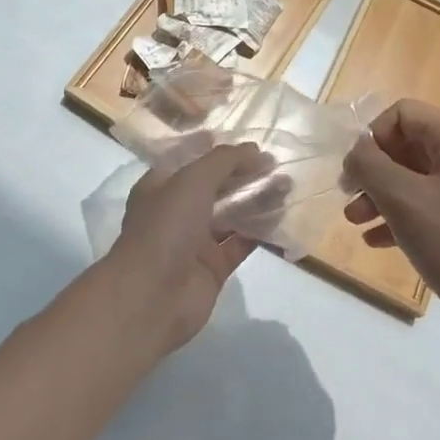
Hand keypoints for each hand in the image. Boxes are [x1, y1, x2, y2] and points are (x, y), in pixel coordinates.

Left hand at [102, 142, 272, 354]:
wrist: (152, 297)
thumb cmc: (166, 227)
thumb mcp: (192, 180)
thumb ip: (225, 161)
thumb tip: (256, 151)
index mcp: (161, 185)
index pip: (191, 158)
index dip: (218, 148)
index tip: (248, 141)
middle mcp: (177, 210)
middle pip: (215, 185)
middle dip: (244, 173)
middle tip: (277, 163)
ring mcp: (195, 240)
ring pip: (231, 213)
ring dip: (257, 199)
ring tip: (287, 184)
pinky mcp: (214, 267)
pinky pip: (241, 242)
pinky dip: (260, 230)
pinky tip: (283, 216)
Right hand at [342, 100, 439, 349]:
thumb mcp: (404, 201)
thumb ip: (370, 166)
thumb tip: (357, 151)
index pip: (403, 113)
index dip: (373, 136)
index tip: (355, 172)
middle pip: (408, 145)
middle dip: (373, 171)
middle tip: (348, 198)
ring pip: (416, 178)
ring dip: (382, 195)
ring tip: (355, 222)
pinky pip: (430, 205)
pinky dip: (402, 217)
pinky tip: (377, 241)